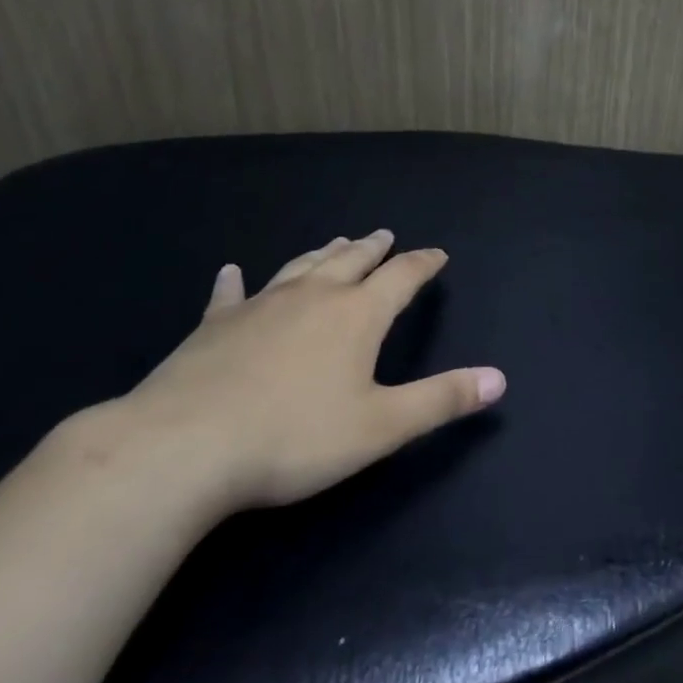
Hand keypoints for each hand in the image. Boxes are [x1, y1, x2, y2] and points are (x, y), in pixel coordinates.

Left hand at [109, 231, 504, 513]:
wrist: (182, 448)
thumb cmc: (294, 438)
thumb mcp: (382, 426)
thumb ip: (442, 399)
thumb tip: (499, 379)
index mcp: (356, 315)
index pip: (401, 278)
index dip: (422, 264)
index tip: (437, 254)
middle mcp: (313, 297)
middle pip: (351, 261)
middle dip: (373, 249)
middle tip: (385, 235)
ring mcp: (259, 306)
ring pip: (300, 267)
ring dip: (323, 253)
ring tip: (337, 241)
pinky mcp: (213, 327)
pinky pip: (230, 295)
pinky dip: (234, 282)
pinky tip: (231, 271)